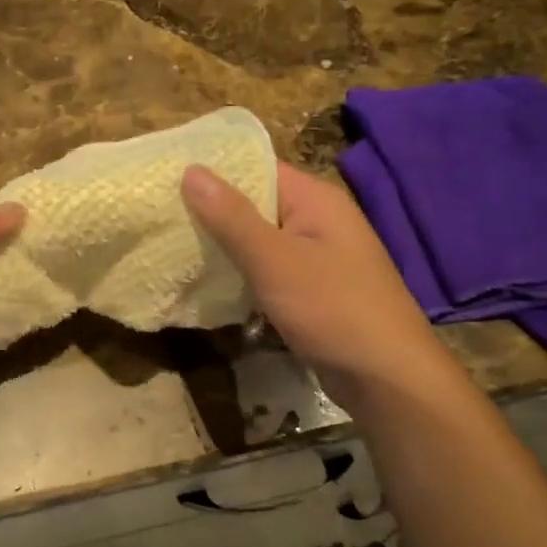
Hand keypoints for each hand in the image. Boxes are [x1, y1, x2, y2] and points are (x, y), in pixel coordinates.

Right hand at [182, 160, 444, 400]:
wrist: (387, 379)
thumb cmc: (332, 308)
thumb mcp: (274, 259)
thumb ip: (231, 216)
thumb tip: (191, 170)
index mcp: (314, 200)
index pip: (257, 168)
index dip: (213, 170)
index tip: (166, 176)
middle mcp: (317, 221)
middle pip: (255, 204)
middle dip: (210, 211)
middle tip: (159, 215)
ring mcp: (316, 257)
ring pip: (258, 241)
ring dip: (222, 246)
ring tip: (171, 246)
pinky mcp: (311, 291)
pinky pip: (266, 271)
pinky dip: (239, 274)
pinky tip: (206, 284)